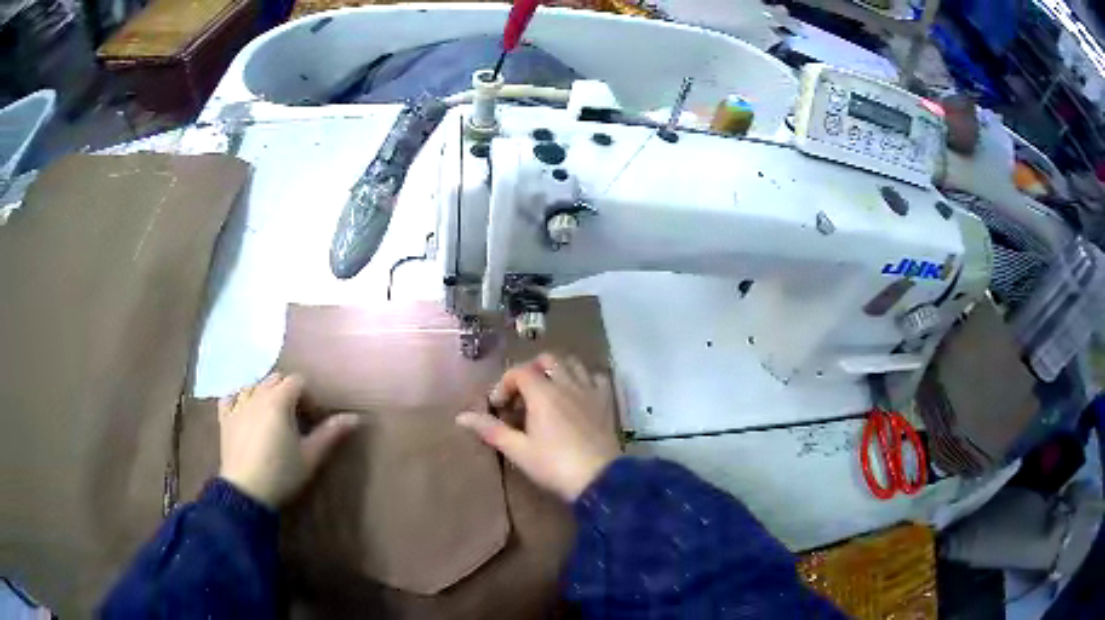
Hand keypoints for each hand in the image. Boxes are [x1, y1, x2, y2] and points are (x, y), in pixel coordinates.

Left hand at [218, 372, 359, 508]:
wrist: (247, 491)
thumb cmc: (282, 473)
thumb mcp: (311, 456)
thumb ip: (331, 433)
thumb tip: (355, 417)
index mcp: (279, 400)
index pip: (297, 381)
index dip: (308, 396)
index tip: (313, 417)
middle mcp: (256, 395)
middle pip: (275, 378)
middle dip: (287, 391)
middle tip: (295, 417)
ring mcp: (237, 405)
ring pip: (253, 385)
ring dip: (264, 394)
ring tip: (272, 416)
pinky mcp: (224, 418)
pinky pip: (230, 397)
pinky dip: (239, 399)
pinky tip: (245, 411)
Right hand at [456, 354, 620, 501]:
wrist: (599, 479)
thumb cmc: (554, 465)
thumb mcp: (519, 450)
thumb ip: (491, 430)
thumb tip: (461, 416)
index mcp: (543, 393)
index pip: (518, 371)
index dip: (504, 384)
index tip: (498, 407)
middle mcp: (566, 384)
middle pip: (546, 359)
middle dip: (530, 371)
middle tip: (522, 397)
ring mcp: (589, 390)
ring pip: (572, 363)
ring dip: (556, 371)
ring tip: (548, 392)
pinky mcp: (606, 402)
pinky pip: (595, 377)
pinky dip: (584, 379)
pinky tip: (578, 395)